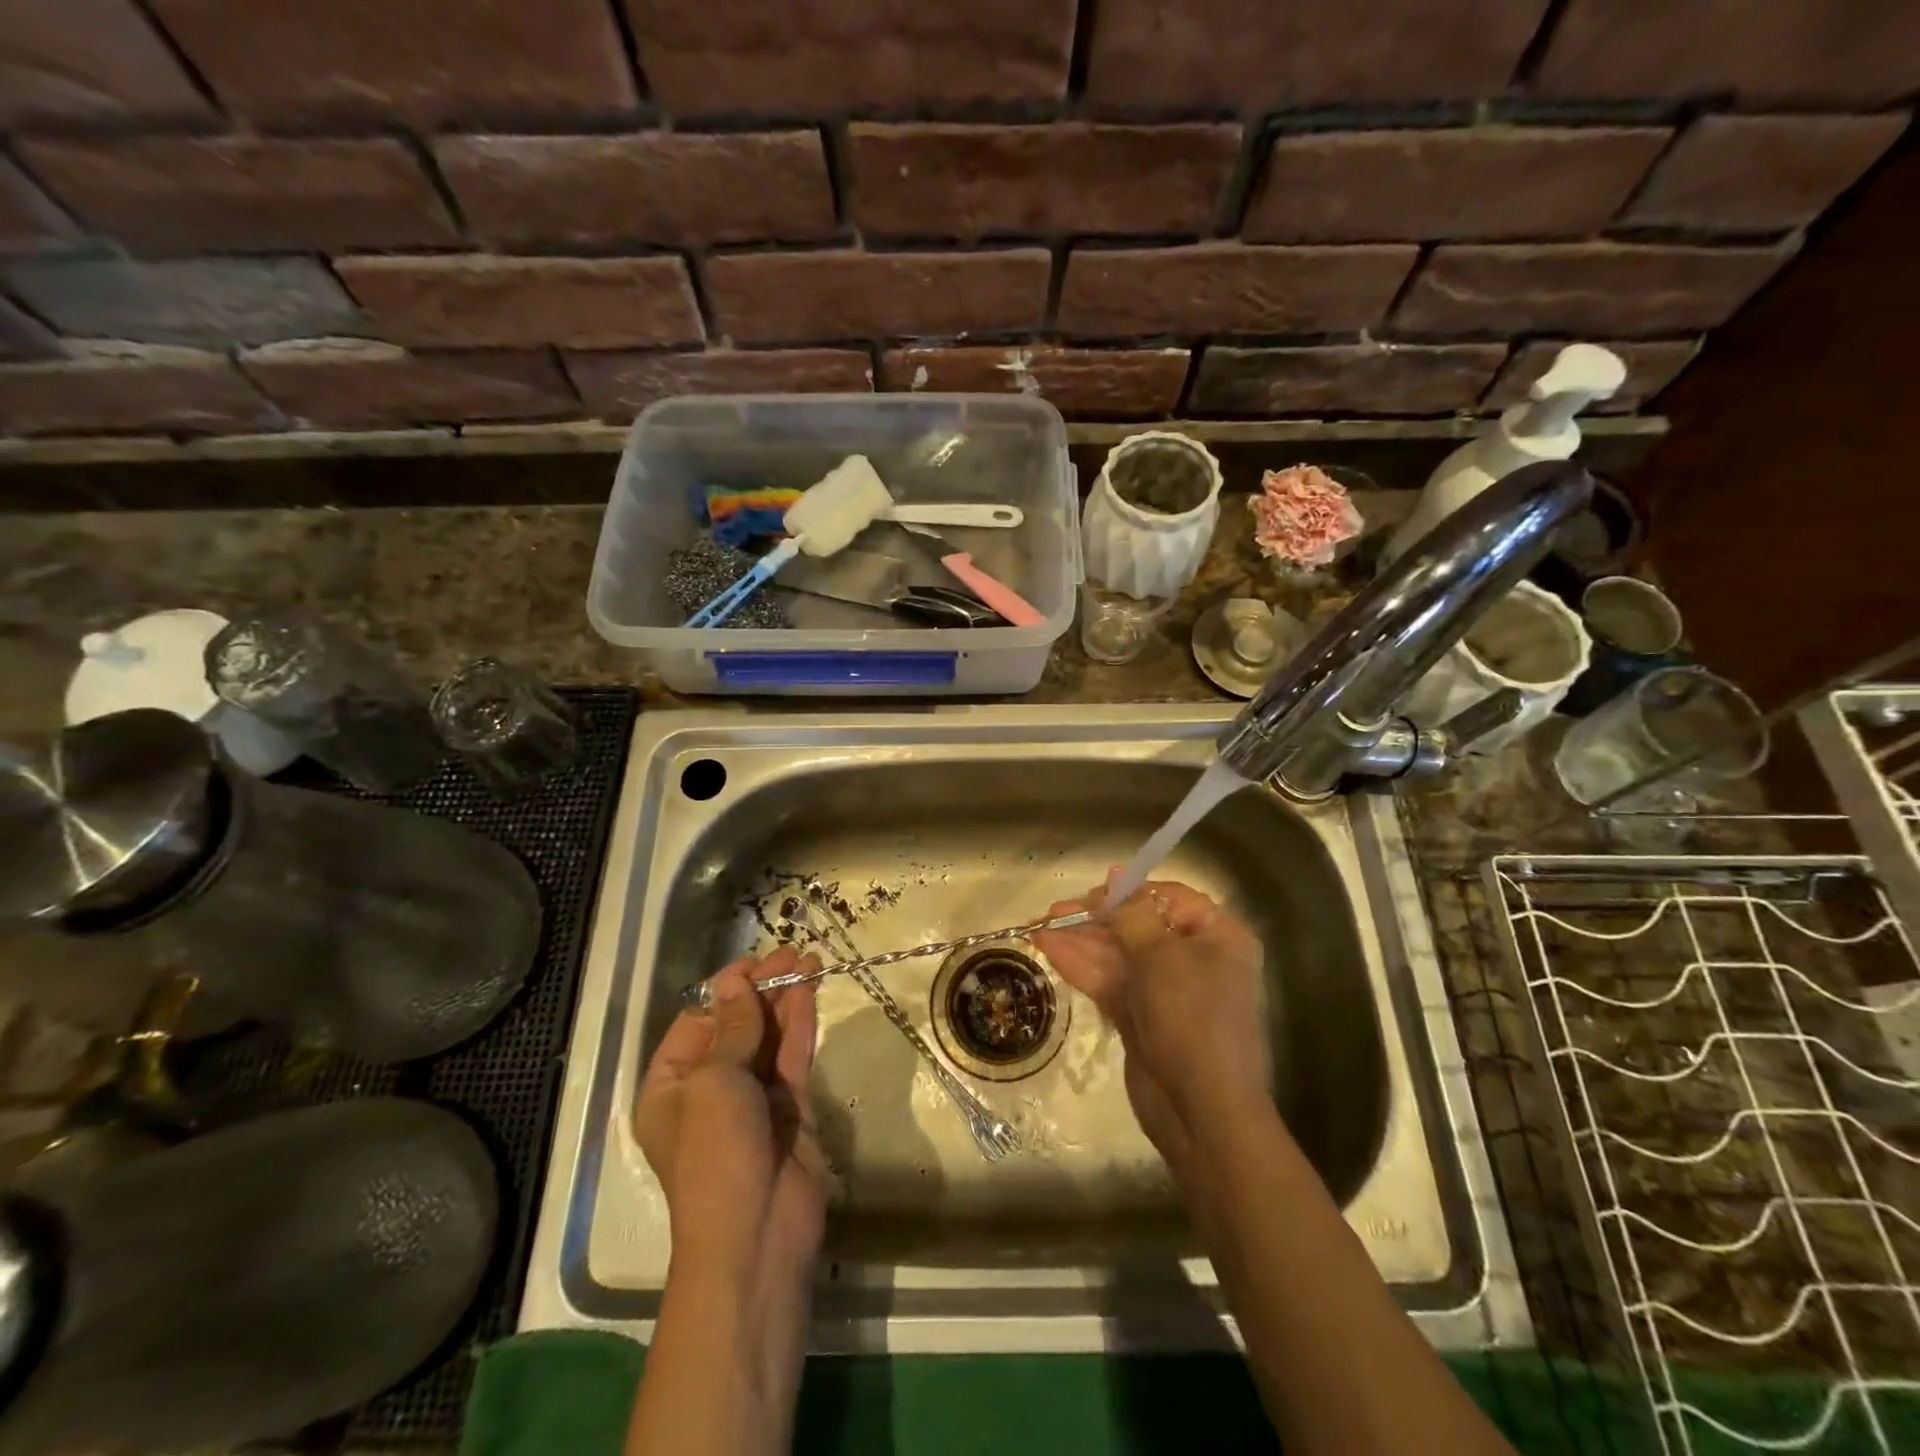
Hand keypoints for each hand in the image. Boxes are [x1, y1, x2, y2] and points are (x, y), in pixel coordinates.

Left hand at [634, 947, 828, 1285]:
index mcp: (672, 1086)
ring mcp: (752, 1098)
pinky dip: (801, 1024)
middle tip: (792, 953)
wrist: (757, 1234)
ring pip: (769, 1036)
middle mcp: (710, 1088)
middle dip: (762, 989)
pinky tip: (811, 992)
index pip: (698, 1022)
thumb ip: (733, 1028)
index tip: (755, 962)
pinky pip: (792, 1057)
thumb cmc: (716, 1154)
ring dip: (786, 999)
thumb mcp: (715, 1082)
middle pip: (737, 1025)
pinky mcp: (789, 1107)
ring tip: (809, 960)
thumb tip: (735, 982)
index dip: (726, 990)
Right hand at [1032, 874, 1266, 1175]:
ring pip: (1118, 954)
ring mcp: (1166, 989)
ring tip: (1038, 928)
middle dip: (1094, 919)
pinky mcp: (1142, 1015)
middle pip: (1137, 925)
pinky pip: (1110, 981)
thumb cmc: (1191, 1019)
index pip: (1169, 898)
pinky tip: (1049, 951)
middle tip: (1052, 912)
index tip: (1092, 895)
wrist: (1201, 1111)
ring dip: (1080, 941)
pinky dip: (1082, 967)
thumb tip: (1116, 873)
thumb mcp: (1160, 957)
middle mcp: (1193, 957)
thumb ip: (1131, 913)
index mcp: (1216, 936)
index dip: (1128, 891)